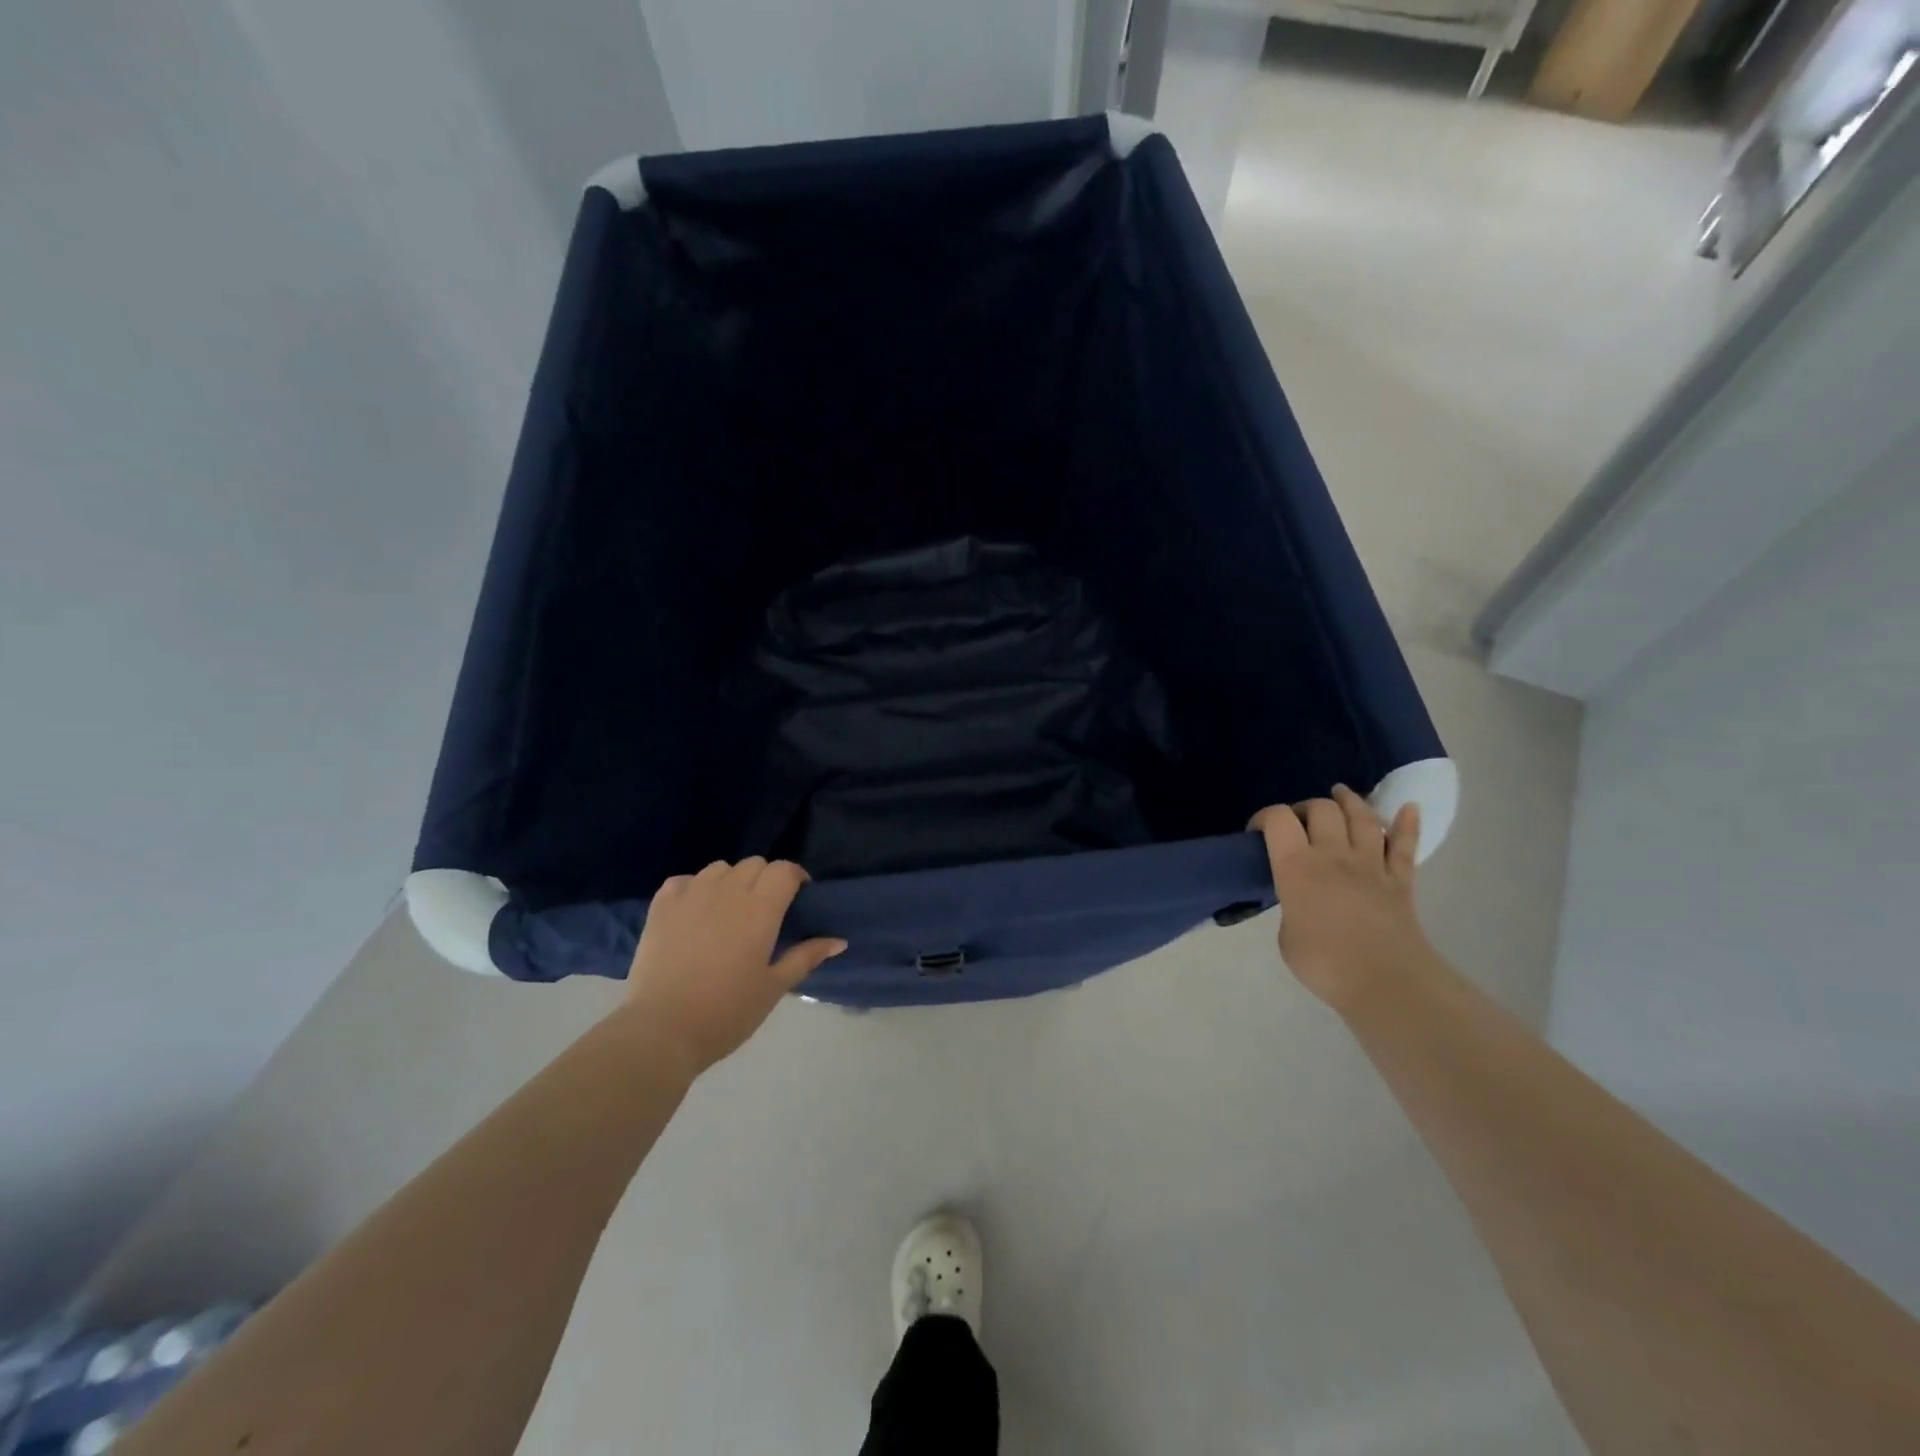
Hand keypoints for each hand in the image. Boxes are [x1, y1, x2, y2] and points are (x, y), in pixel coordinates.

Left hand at [622, 858, 845, 1077]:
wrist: (661, 1031)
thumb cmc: (726, 1013)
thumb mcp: (774, 987)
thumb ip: (806, 957)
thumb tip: (839, 940)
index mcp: (760, 909)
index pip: (784, 870)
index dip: (795, 877)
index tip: (798, 897)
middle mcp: (727, 891)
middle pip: (755, 864)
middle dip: (766, 879)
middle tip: (766, 910)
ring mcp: (691, 894)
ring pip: (720, 868)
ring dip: (732, 881)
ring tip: (730, 910)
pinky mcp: (661, 905)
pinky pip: (685, 880)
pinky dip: (695, 888)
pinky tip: (695, 912)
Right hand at [1249, 785, 1434, 1010]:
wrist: (1385, 982)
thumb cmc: (1324, 963)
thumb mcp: (1285, 936)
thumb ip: (1291, 907)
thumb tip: (1301, 903)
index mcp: (1297, 867)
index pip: (1279, 820)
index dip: (1265, 817)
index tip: (1258, 831)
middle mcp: (1334, 855)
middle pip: (1323, 809)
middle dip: (1307, 807)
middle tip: (1299, 821)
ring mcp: (1371, 865)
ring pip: (1363, 818)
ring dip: (1351, 802)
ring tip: (1341, 795)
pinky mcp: (1400, 881)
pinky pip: (1405, 846)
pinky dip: (1408, 824)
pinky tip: (1409, 808)